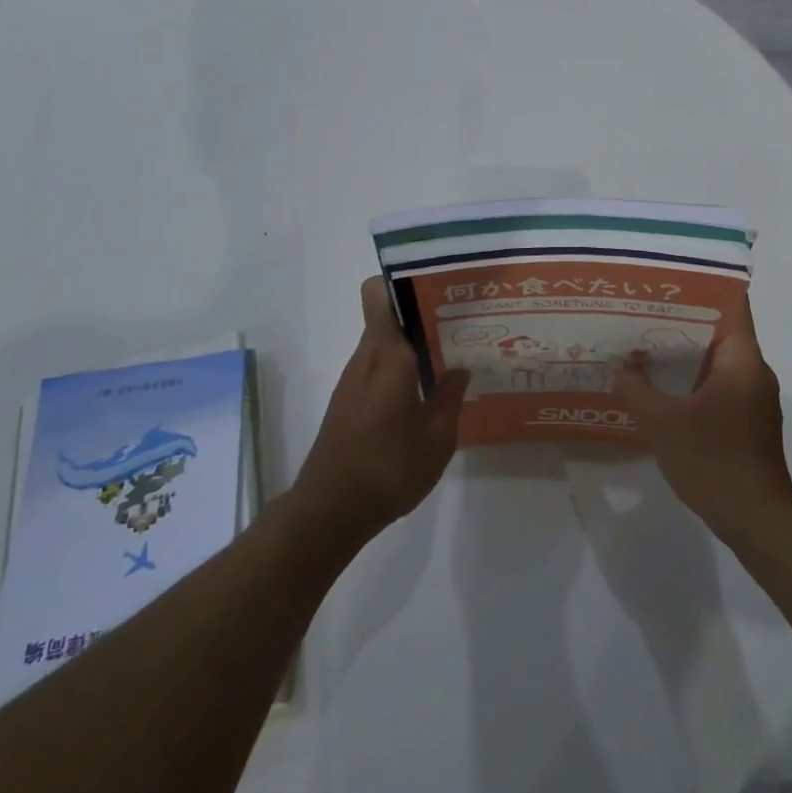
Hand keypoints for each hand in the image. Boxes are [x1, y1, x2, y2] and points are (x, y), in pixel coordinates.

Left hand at [293, 276, 469, 543]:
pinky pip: (378, 371)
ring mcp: (353, 383)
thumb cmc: (388, 467)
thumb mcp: (437, 436)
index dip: (402, 281)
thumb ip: (451, 396)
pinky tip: (428, 395)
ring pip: (385, 347)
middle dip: (422, 316)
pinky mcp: (348, 405)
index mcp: (387, 356)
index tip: (437, 286)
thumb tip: (461, 367)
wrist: (329, 512)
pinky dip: (402, 372)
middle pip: (388, 319)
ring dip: (414, 347)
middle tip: (462, 324)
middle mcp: (365, 359)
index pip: (378, 295)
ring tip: (453, 358)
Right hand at [611, 295, 791, 543]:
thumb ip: (637, 390)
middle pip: (720, 331)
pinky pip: (718, 385)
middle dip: (682, 320)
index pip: (731, 306)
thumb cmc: (714, 462)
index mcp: (743, 360)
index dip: (702, 287)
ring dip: (685, 353)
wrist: (757, 521)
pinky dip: (692, 379)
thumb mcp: (663, 424)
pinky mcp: (747, 421)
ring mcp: (753, 398)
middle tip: (642, 311)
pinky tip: (661, 387)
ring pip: (717, 361)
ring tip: (645, 345)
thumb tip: (622, 368)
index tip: (669, 280)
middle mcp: (754, 371)